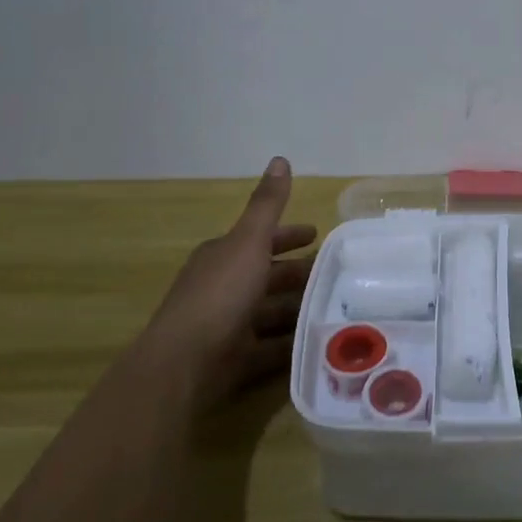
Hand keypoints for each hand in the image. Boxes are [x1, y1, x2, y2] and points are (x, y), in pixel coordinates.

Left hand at [150, 156, 316, 404]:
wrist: (184, 363)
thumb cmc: (220, 294)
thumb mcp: (249, 241)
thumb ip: (267, 204)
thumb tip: (280, 158)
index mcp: (224, 256)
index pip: (261, 239)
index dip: (289, 235)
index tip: (317, 235)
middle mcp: (224, 287)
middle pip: (268, 276)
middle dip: (299, 273)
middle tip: (336, 274)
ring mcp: (228, 324)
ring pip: (271, 311)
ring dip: (298, 308)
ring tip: (336, 306)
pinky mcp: (235, 359)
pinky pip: (271, 347)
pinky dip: (292, 343)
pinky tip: (318, 341)